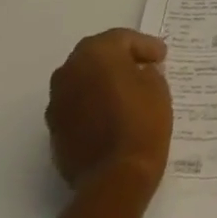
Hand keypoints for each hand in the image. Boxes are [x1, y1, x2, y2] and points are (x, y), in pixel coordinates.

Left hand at [46, 29, 172, 191]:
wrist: (115, 178)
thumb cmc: (141, 122)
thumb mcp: (157, 86)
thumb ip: (145, 71)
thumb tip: (138, 72)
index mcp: (96, 53)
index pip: (122, 39)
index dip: (145, 46)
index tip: (162, 57)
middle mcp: (69, 71)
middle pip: (97, 55)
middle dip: (120, 59)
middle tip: (143, 67)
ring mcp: (57, 102)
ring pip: (83, 80)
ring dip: (102, 81)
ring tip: (126, 92)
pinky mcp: (54, 129)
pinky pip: (77, 104)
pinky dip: (92, 103)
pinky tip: (111, 114)